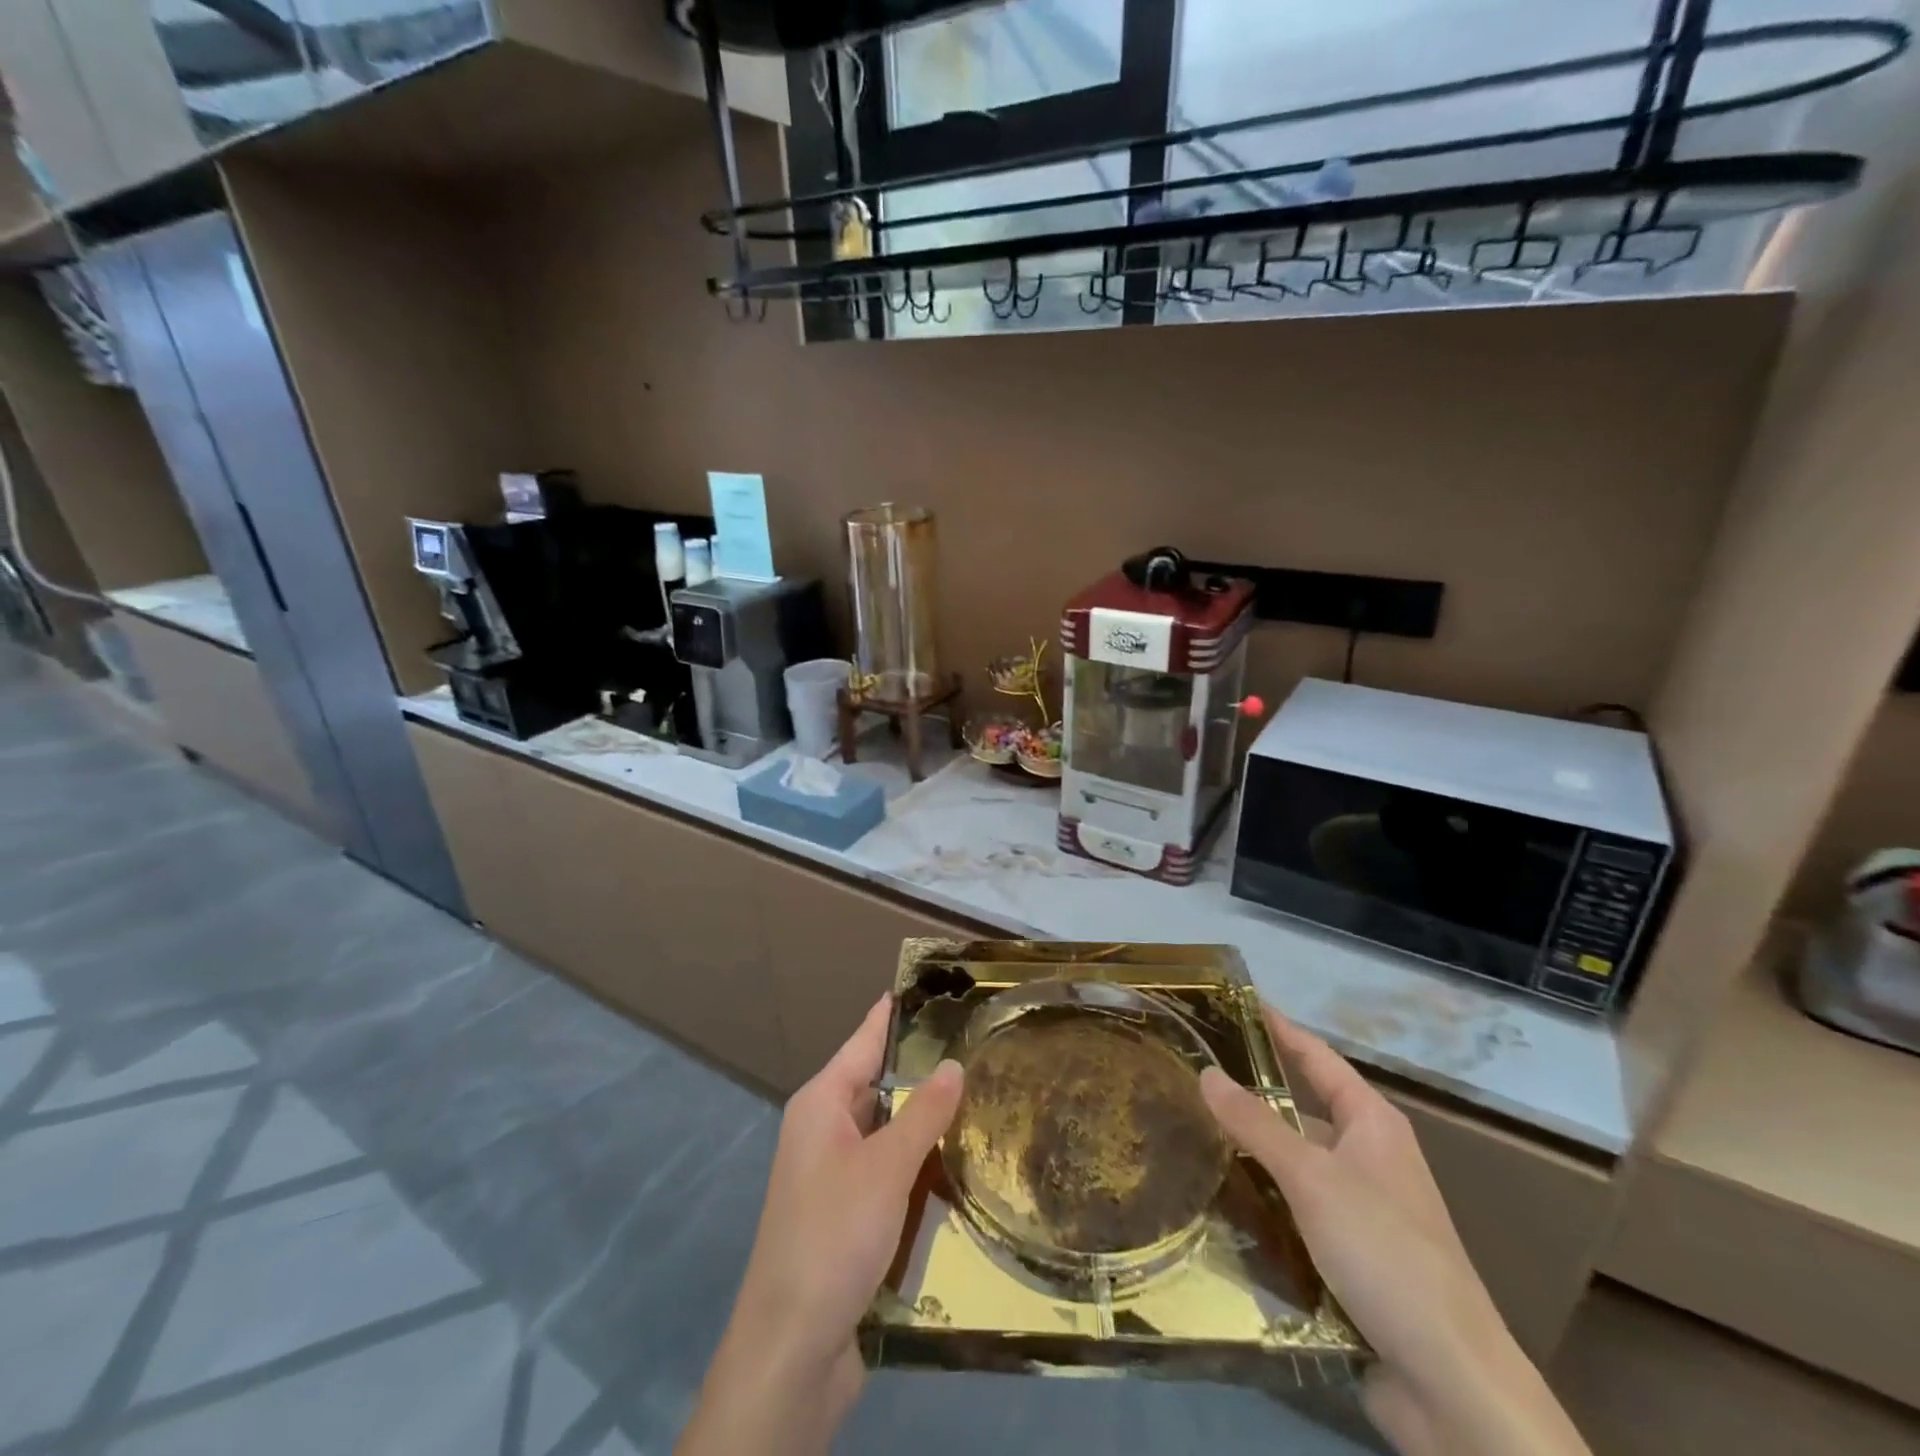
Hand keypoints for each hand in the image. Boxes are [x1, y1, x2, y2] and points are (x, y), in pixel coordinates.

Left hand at [678, 995, 963, 1455]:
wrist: (791, 1350)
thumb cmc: (833, 1238)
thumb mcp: (885, 1169)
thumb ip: (923, 1115)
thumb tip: (953, 1064)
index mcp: (821, 1105)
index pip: (864, 1042)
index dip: (892, 1015)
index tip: (923, 987)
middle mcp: (823, 1131)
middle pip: (878, 1087)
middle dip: (921, 1072)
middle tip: (976, 1046)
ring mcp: (833, 1177)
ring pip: (887, 1134)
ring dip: (924, 1125)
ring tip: (980, 1098)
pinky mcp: (847, 1217)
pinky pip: (888, 1175)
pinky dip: (917, 1168)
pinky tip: (957, 1166)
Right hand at [1199, 1006, 1589, 1455]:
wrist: (1450, 1383)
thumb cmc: (1385, 1253)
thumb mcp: (1312, 1178)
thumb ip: (1256, 1124)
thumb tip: (1206, 1072)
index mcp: (1371, 1123)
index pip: (1316, 1056)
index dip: (1277, 1028)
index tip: (1233, 1003)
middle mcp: (1368, 1157)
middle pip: (1300, 1111)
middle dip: (1249, 1096)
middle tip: (1188, 1076)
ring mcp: (1361, 1209)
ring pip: (1293, 1166)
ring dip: (1250, 1155)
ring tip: (1186, 1135)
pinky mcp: (1350, 1257)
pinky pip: (1295, 1212)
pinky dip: (1261, 1204)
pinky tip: (1218, 1202)